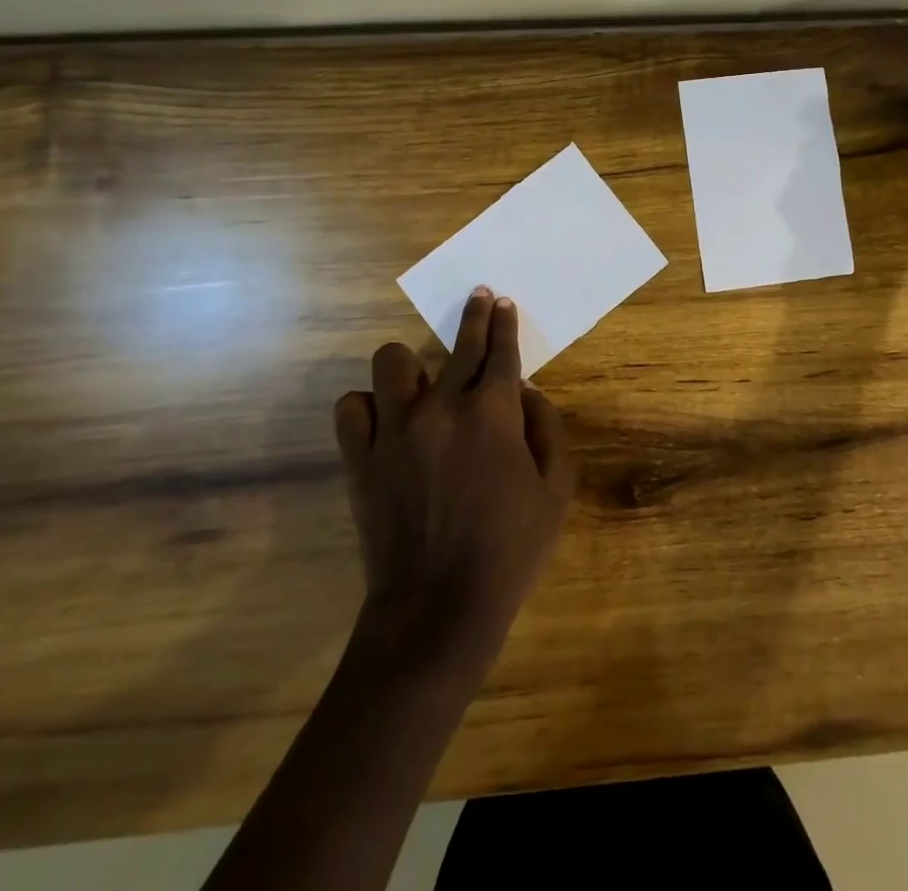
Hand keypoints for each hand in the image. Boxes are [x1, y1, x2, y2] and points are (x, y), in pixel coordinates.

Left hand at [335, 287, 573, 656]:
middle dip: (475, 315)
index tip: (503, 302)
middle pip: (459, 343)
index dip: (504, 322)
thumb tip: (526, 393)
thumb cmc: (510, 548)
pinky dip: (368, 407)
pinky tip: (385, 420)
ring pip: (391, 361)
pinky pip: (352, 408)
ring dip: (411, 366)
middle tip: (479, 298)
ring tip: (423, 383)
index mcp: (492, 413)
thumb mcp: (556, 489)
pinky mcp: (361, 459)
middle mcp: (442, 407)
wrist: (439, 608)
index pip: (500, 350)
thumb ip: (546, 429)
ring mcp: (395, 430)